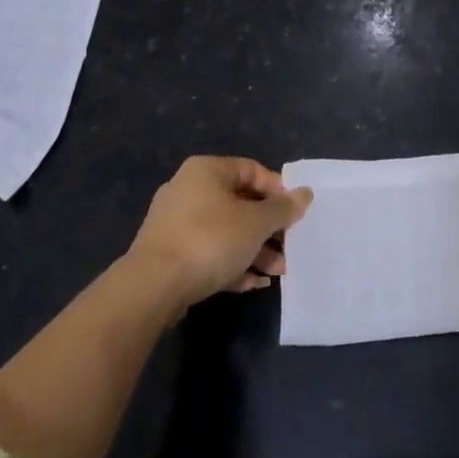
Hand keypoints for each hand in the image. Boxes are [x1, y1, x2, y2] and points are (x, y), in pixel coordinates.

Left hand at [124, 156, 312, 311]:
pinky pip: (209, 252)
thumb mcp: (257, 222)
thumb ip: (284, 208)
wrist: (153, 287)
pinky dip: (232, 264)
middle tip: (290, 246)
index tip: (296, 213)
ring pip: (226, 231)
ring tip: (278, 272)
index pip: (253, 170)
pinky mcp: (170, 254)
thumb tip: (305, 193)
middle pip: (241, 203)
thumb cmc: (211, 240)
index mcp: (207, 171)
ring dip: (255, 250)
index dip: (279, 190)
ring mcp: (176, 223)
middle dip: (269, 228)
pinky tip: (253, 283)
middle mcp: (188, 190)